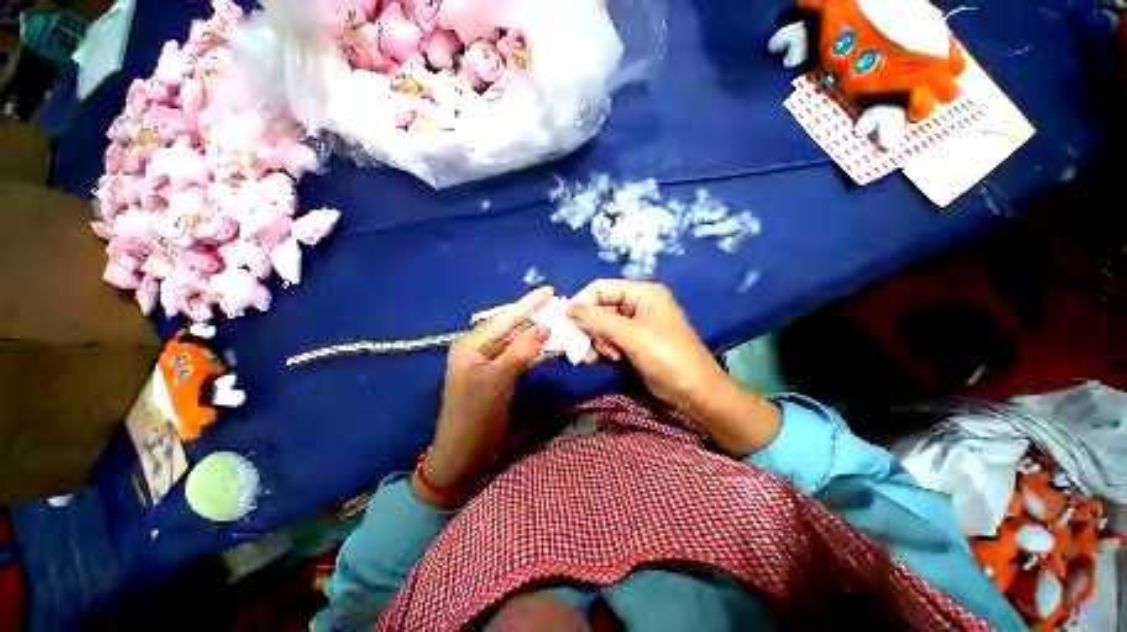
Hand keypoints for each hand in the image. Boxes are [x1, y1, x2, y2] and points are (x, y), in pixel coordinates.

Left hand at [412, 286, 553, 507]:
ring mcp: (493, 362)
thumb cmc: (474, 415)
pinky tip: (556, 347)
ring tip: (564, 324)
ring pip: (520, 342)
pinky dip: (539, 353)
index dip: (527, 304)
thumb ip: (521, 351)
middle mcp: (481, 348)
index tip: (549, 290)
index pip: (504, 318)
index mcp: (472, 344)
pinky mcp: (502, 375)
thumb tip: (546, 328)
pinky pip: (523, 357)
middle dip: (537, 318)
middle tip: (561, 307)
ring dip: (541, 336)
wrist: (465, 454)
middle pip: (513, 327)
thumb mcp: (497, 380)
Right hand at [567, 280, 780, 455]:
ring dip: (597, 340)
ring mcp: (635, 324)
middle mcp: (637, 304)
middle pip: (600, 307)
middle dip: (590, 326)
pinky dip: (604, 348)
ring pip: (602, 325)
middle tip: (583, 345)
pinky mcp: (633, 341)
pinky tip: (609, 359)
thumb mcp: (631, 335)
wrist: (693, 391)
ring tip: (602, 356)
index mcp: (642, 292)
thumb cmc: (666, 355)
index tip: (565, 320)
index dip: (582, 302)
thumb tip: (569, 310)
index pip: (602, 288)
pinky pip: (609, 338)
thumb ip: (598, 320)